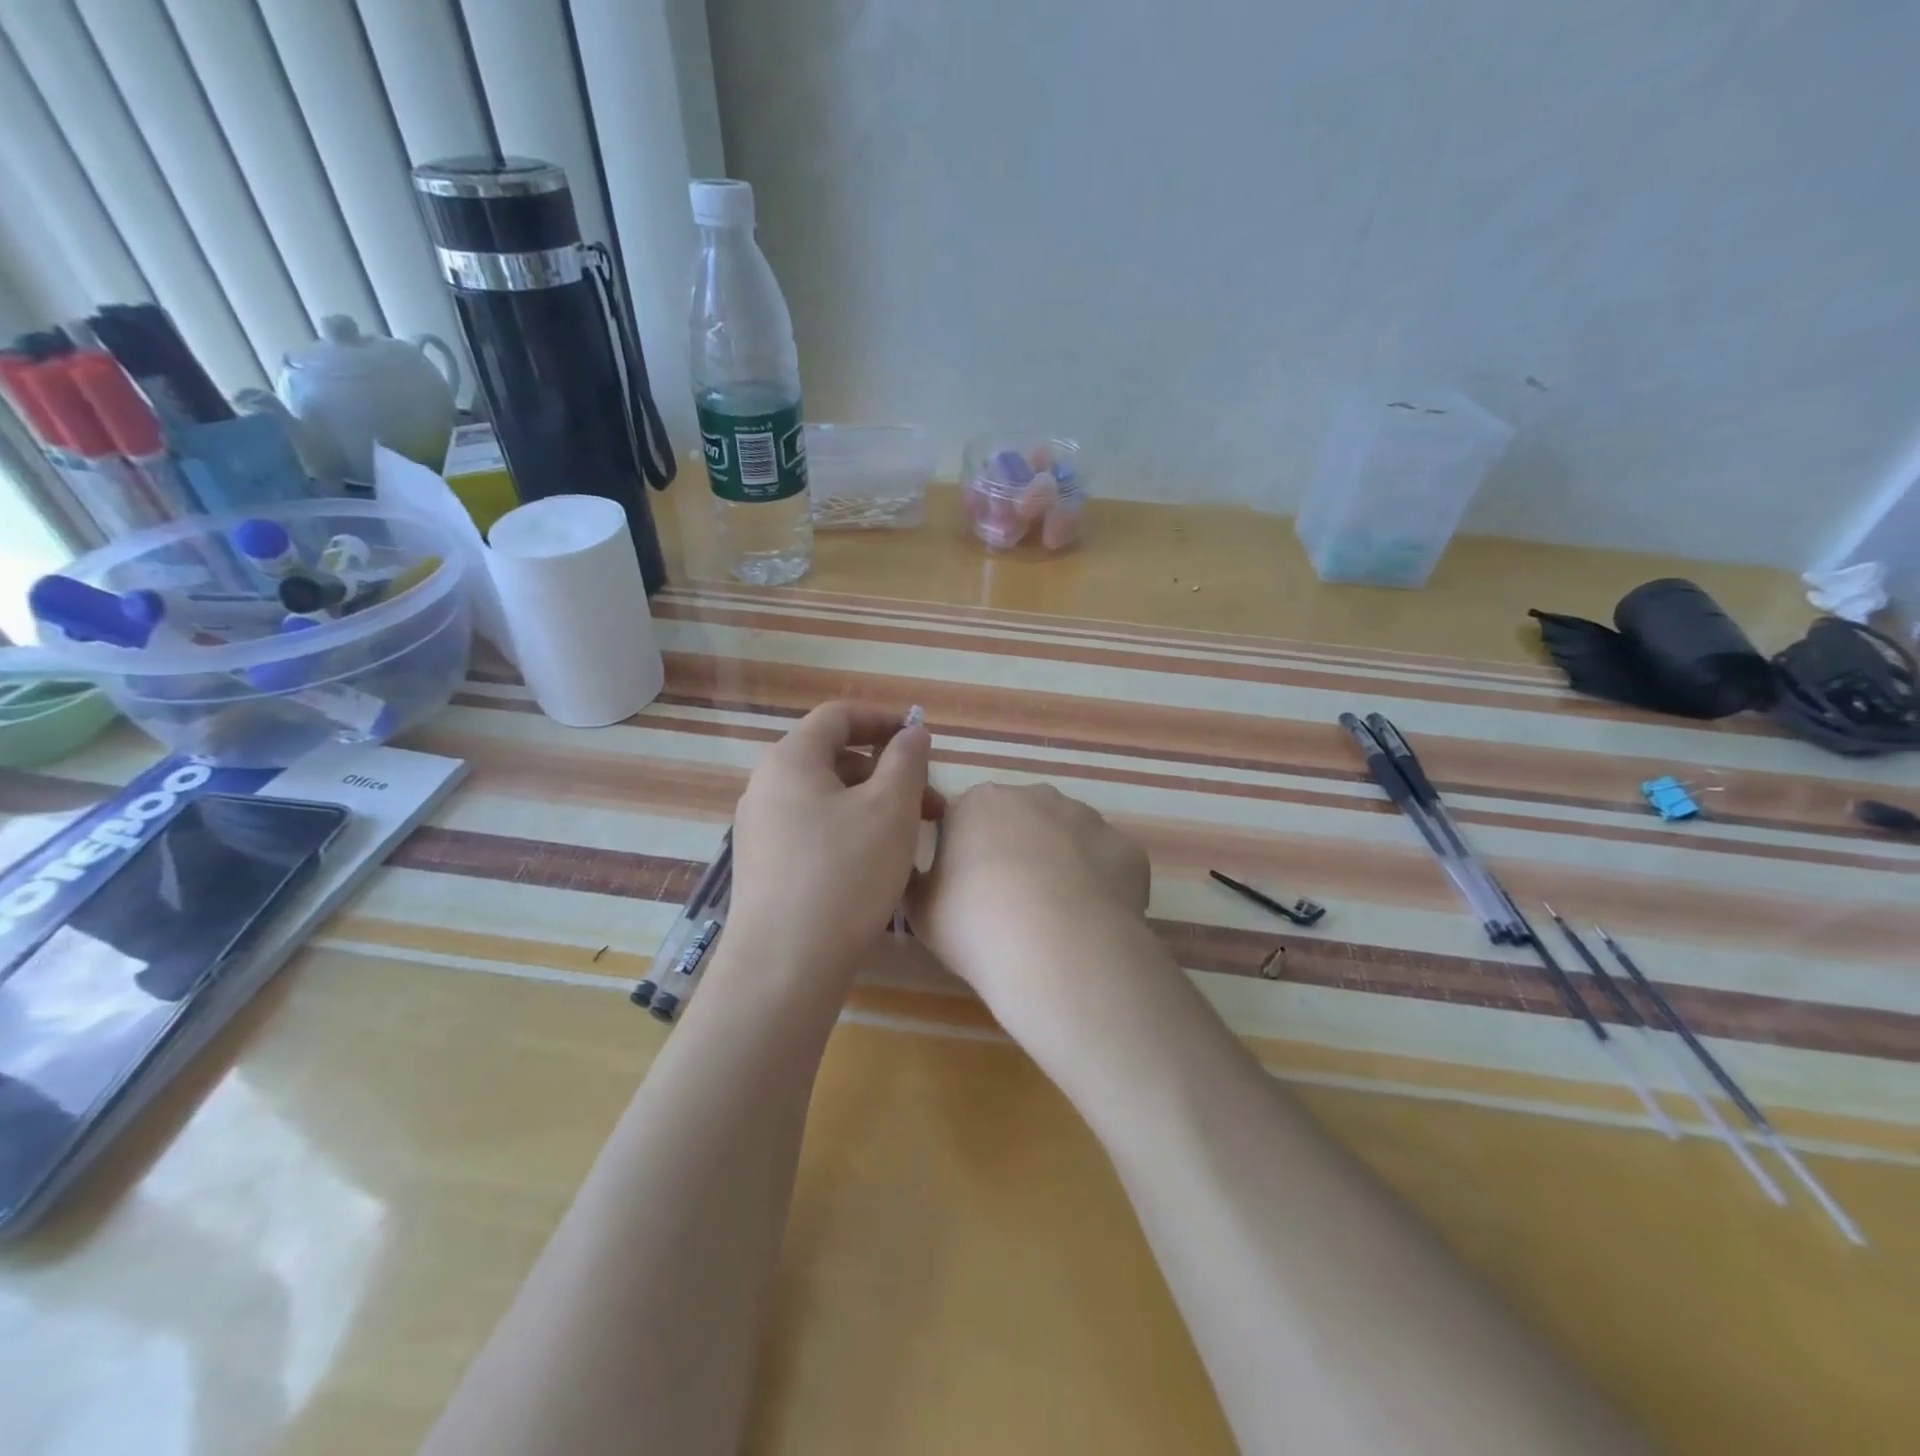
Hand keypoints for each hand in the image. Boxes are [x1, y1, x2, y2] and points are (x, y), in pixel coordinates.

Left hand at [721, 702, 936, 996]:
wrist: (785, 966)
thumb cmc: (846, 874)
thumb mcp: (891, 809)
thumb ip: (907, 760)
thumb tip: (911, 731)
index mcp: (790, 760)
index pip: (837, 716)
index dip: (882, 719)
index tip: (920, 738)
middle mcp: (767, 787)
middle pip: (834, 759)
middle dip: (887, 773)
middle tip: (931, 805)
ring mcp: (761, 830)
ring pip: (828, 799)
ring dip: (873, 806)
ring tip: (911, 840)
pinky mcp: (766, 868)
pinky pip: (814, 831)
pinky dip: (851, 832)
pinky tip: (878, 866)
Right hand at [906, 783, 1151, 1023]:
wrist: (1058, 952)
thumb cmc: (976, 925)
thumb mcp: (920, 910)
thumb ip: (918, 882)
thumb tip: (925, 876)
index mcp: (979, 803)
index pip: (966, 819)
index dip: (967, 855)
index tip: (969, 891)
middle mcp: (1035, 796)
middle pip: (1020, 821)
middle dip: (1016, 851)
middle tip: (1011, 904)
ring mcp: (1087, 818)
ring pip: (1067, 838)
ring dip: (1060, 865)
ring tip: (1055, 917)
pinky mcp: (1126, 848)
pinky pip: (1106, 864)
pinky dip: (1099, 885)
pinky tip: (1090, 921)